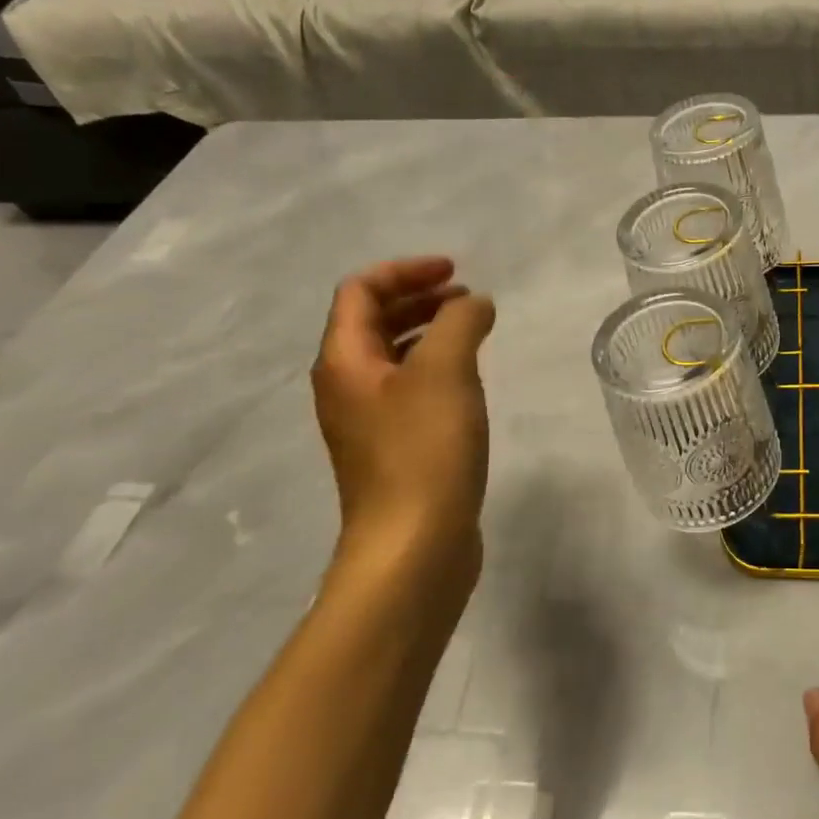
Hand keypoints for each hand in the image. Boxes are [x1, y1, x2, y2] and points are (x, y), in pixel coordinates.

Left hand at [311, 257, 496, 610]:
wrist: (413, 547)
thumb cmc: (424, 450)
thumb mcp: (446, 370)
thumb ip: (460, 322)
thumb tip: (473, 304)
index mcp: (344, 362)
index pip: (361, 292)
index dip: (405, 271)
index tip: (455, 271)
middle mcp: (346, 387)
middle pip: (372, 322)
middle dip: (418, 299)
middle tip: (466, 297)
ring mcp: (367, 422)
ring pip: (392, 357)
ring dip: (428, 332)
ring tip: (473, 332)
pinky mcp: (393, 449)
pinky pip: (409, 389)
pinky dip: (436, 368)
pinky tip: (468, 382)